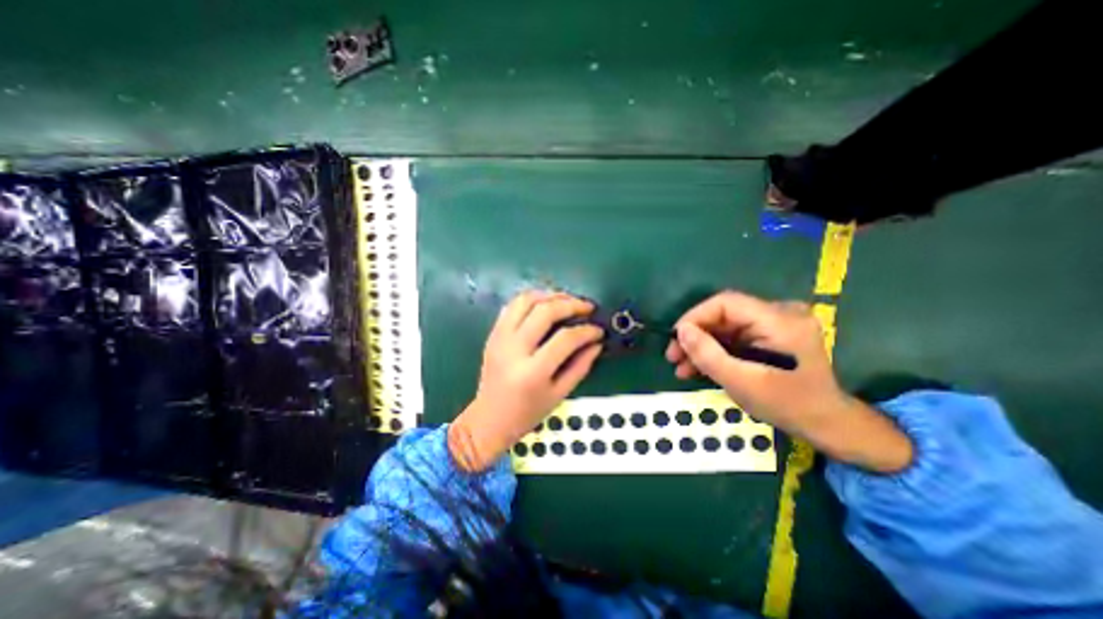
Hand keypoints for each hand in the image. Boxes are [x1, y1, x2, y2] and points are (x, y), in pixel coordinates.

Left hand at [447, 293, 602, 471]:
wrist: (489, 419)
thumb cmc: (527, 413)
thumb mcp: (559, 395)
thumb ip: (580, 366)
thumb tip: (596, 343)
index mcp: (532, 372)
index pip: (565, 339)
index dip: (586, 331)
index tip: (598, 330)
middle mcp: (513, 349)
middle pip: (545, 311)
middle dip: (571, 304)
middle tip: (587, 307)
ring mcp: (500, 338)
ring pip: (525, 300)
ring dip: (550, 295)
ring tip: (568, 300)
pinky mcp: (493, 333)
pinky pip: (512, 305)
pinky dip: (532, 299)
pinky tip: (546, 304)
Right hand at [664, 293, 914, 470]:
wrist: (826, 424)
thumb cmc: (788, 406)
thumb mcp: (742, 383)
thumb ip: (709, 355)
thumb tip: (681, 331)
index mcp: (779, 321)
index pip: (726, 303)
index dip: (695, 317)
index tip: (676, 338)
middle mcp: (779, 314)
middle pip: (723, 315)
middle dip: (695, 336)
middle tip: (673, 356)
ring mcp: (775, 324)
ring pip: (724, 327)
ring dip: (701, 346)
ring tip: (680, 367)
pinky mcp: (769, 335)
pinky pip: (733, 337)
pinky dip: (715, 351)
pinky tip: (697, 367)